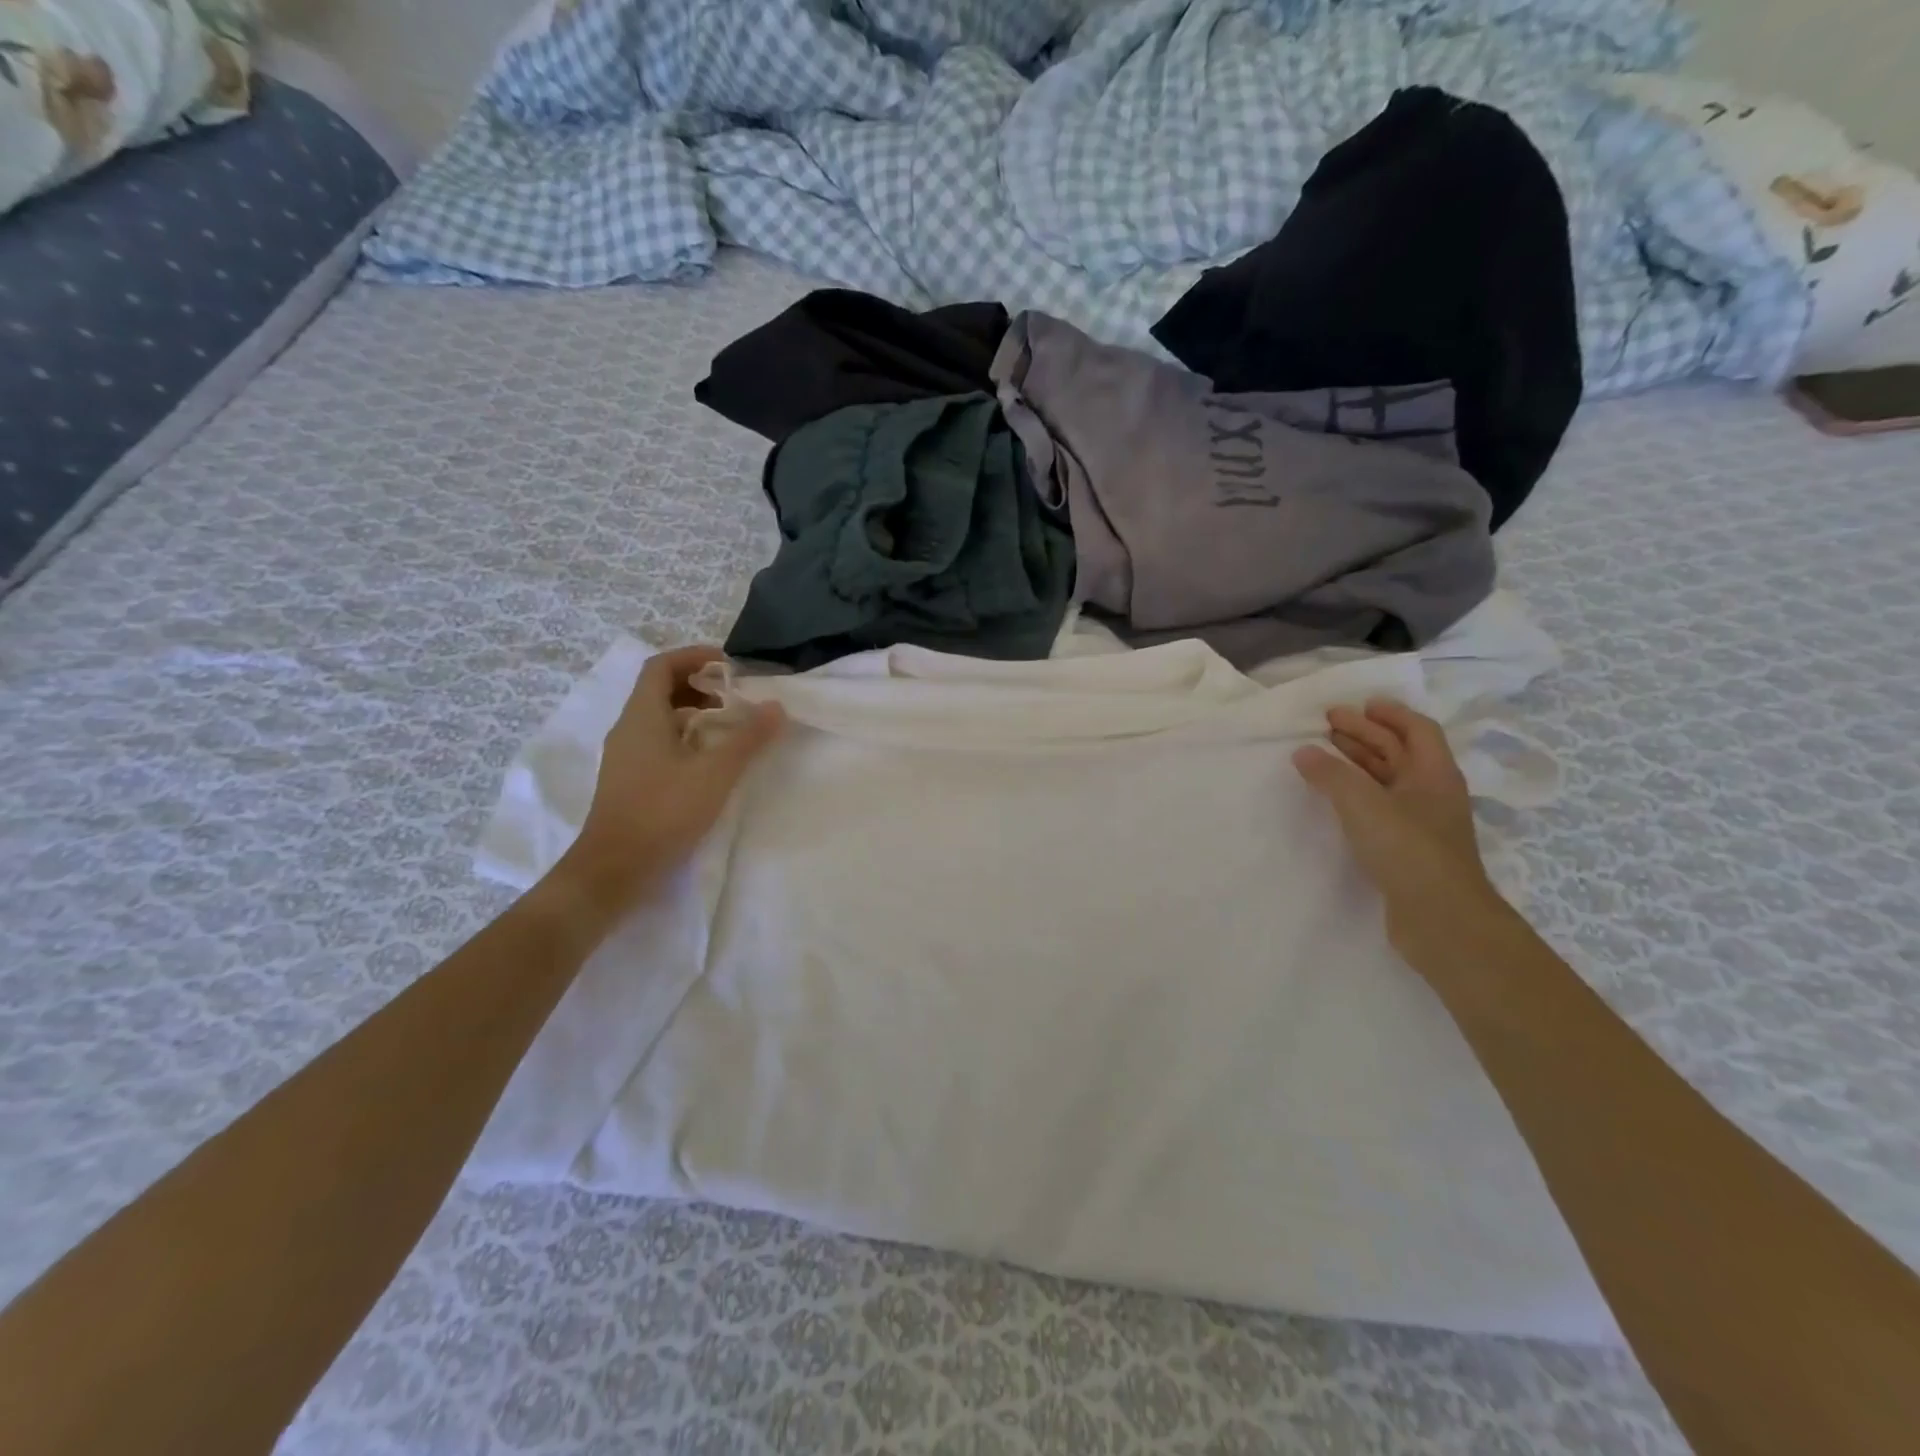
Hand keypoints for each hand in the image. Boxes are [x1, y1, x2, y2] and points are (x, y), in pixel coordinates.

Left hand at [558, 646, 784, 910]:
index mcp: (642, 717)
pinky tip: (708, 762)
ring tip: (728, 727)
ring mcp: (625, 757)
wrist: (615, 868)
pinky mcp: (629, 781)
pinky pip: (657, 742)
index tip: (728, 664)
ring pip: (659, 718)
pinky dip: (685, 738)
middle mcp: (628, 729)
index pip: (661, 666)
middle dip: (698, 685)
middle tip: (734, 697)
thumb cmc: (663, 811)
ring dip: (693, 713)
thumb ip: (748, 738)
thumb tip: (775, 706)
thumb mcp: (715, 772)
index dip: (693, 656)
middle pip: (659, 690)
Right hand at [1293, 699, 1503, 950]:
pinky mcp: (1407, 849)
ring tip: (1324, 754)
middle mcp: (1431, 793)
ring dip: (1359, 763)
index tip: (1358, 705)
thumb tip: (1303, 752)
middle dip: (1366, 735)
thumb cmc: (1408, 850)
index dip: (1389, 714)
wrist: (1441, 920)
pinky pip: (1380, 807)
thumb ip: (1330, 775)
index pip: (1417, 730)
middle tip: (1328, 724)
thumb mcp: (1363, 804)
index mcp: (1433, 774)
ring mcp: (1421, 823)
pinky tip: (1335, 799)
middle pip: (1400, 752)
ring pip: (1388, 780)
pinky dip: (1357, 793)